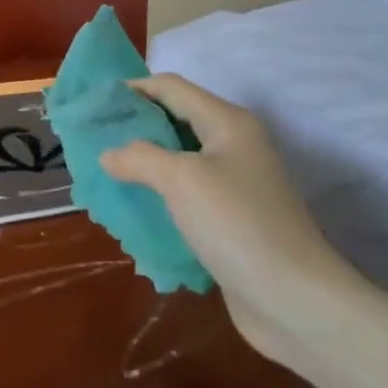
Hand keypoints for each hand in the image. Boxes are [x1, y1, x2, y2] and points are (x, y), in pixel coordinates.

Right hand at [100, 74, 358, 361]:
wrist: (294, 299)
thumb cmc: (238, 225)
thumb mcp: (181, 180)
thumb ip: (139, 157)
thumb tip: (109, 154)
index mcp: (227, 123)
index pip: (171, 88)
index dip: (132, 89)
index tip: (93, 104)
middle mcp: (233, 145)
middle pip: (175, 121)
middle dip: (133, 127)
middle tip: (93, 140)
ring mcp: (234, 184)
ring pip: (178, 161)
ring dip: (142, 164)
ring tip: (104, 174)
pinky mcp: (230, 219)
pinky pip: (185, 195)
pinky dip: (157, 196)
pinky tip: (132, 209)